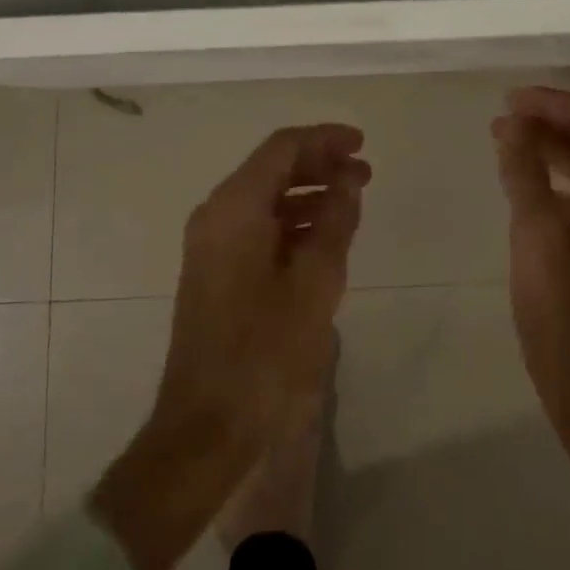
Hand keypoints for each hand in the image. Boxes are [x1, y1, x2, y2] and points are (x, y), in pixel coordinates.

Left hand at [91, 124, 368, 569]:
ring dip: (308, 193)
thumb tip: (347, 181)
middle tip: (364, 173)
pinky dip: (291, 221)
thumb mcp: (315, 283)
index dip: (325, 139)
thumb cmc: (265, 353)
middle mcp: (216, 215)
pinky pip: (256, 226)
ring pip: (264, 197)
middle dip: (319, 164)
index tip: (362, 143)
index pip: (282, 148)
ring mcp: (210, 244)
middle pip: (271, 168)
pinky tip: (322, 237)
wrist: (205, 429)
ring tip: (351, 202)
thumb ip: (335, 222)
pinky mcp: (214, 271)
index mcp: (234, 208)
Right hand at [493, 87, 569, 569]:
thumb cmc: (568, 317)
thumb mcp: (536, 235)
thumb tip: (512, 125)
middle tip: (501, 121)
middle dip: (550, 120)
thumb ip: (524, 172)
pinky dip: (559, 177)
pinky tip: (528, 181)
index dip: (549, 102)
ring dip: (552, 146)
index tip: (506, 103)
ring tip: (506, 141)